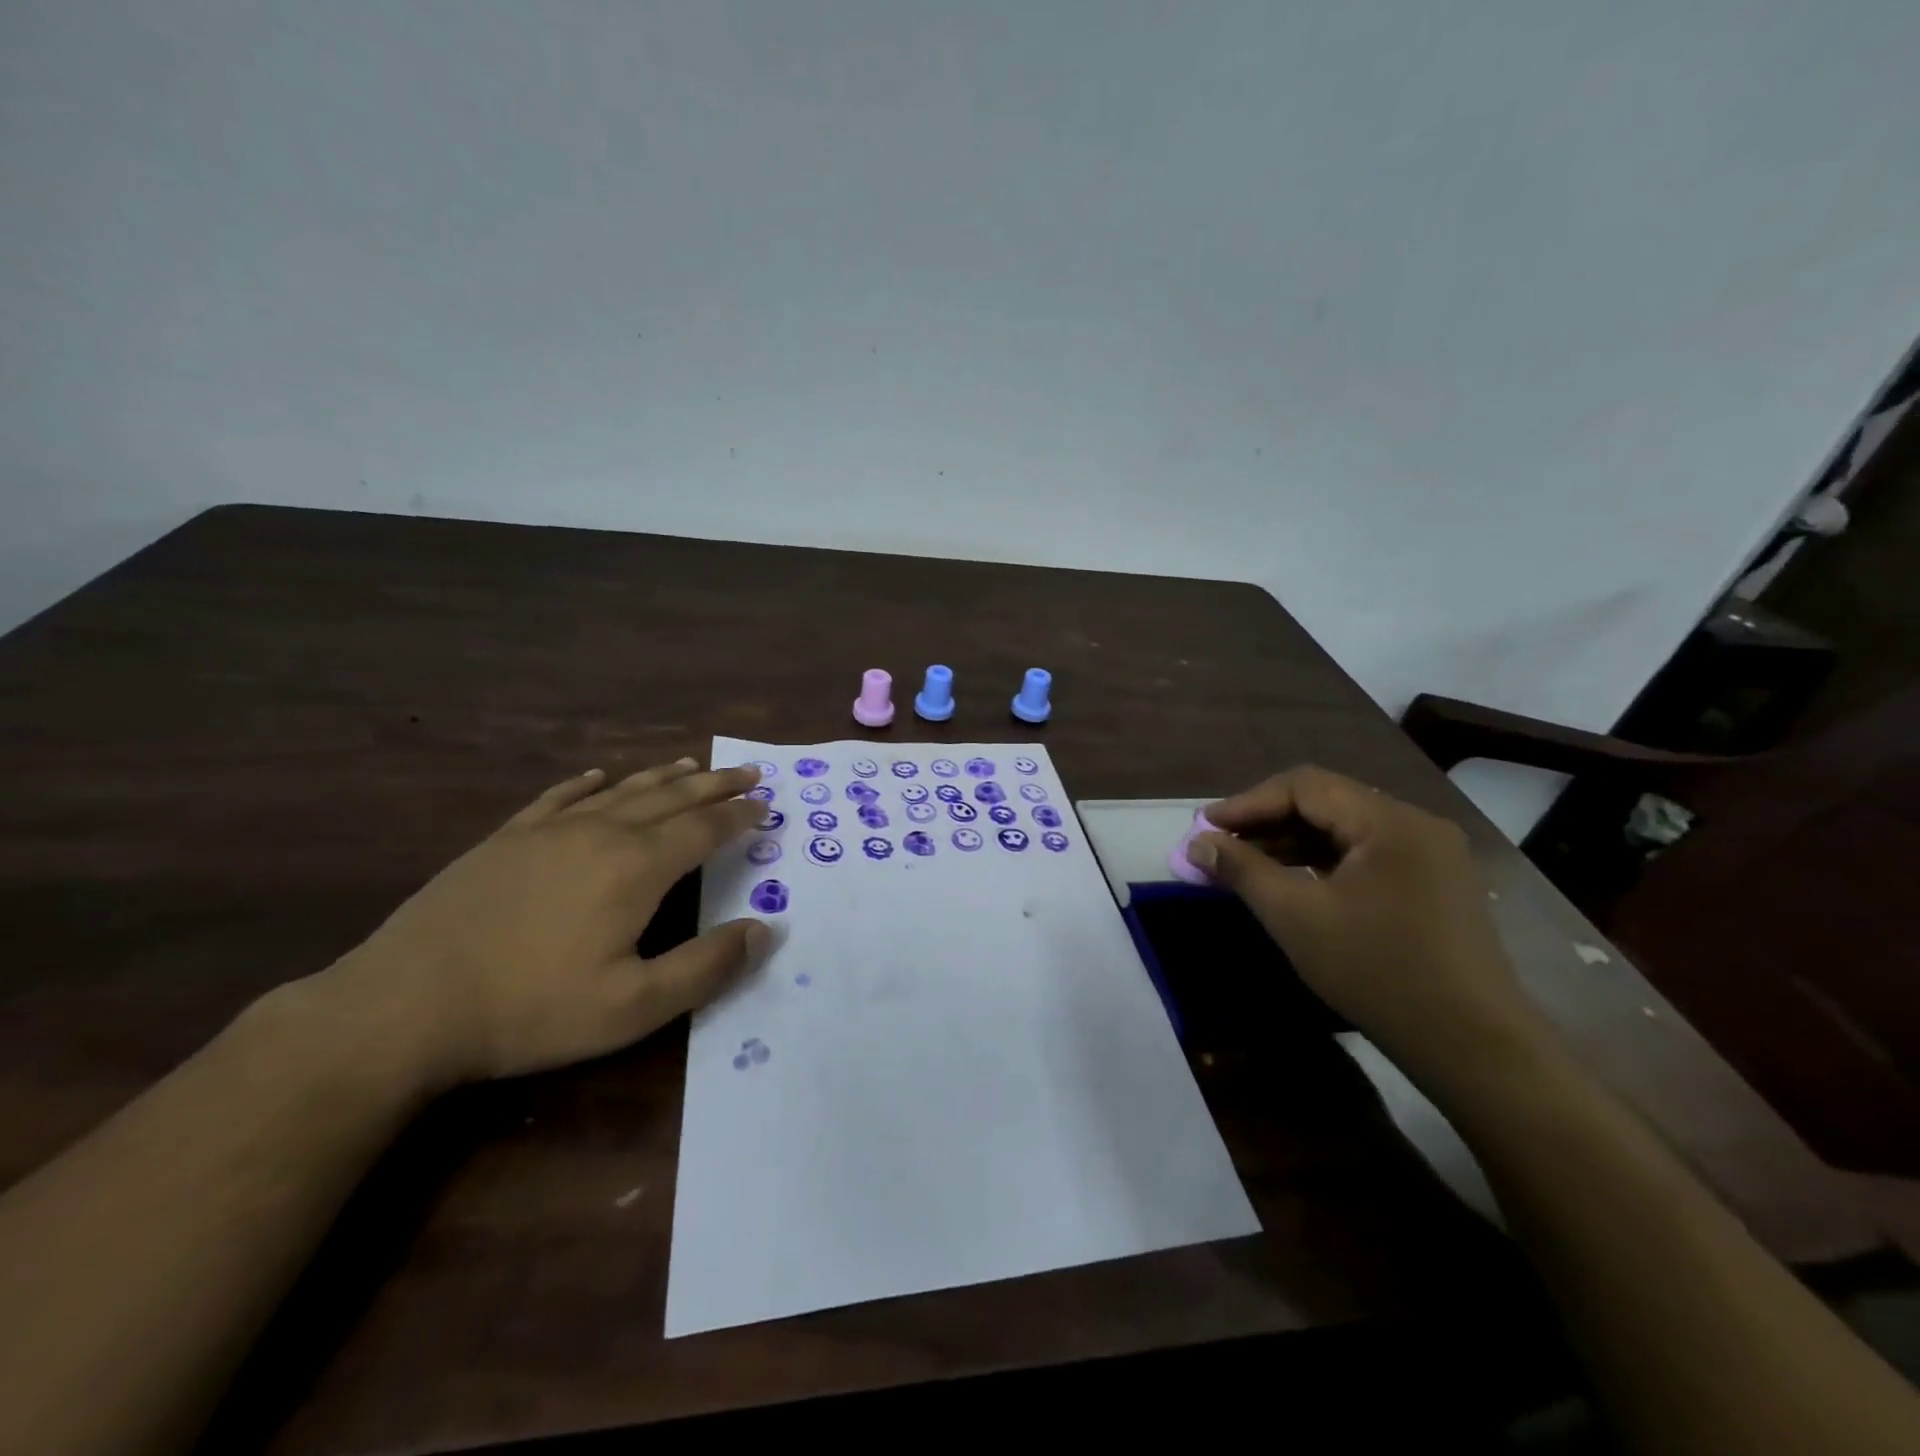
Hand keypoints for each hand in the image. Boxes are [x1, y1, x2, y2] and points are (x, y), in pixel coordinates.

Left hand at [319, 759, 771, 1089]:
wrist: (405, 1005)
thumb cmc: (531, 1009)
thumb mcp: (634, 1006)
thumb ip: (706, 967)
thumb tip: (765, 930)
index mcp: (637, 867)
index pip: (705, 828)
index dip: (740, 815)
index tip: (767, 804)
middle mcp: (601, 833)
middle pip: (671, 798)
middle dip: (715, 784)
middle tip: (747, 772)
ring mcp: (548, 831)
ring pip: (621, 791)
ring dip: (663, 777)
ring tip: (691, 764)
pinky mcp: (505, 840)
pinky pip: (558, 797)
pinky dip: (587, 783)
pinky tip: (597, 777)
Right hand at [1187, 765, 1540, 1072]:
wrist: (1473, 1047)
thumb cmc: (1377, 973)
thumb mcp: (1296, 918)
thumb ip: (1242, 870)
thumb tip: (1197, 843)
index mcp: (1389, 821)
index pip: (1305, 786)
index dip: (1248, 803)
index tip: (1205, 828)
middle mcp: (1416, 824)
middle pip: (1327, 802)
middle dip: (1268, 821)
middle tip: (1220, 846)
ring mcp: (1431, 854)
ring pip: (1346, 829)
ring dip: (1293, 840)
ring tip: (1247, 864)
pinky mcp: (1435, 883)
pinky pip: (1367, 854)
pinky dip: (1324, 860)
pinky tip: (1294, 880)